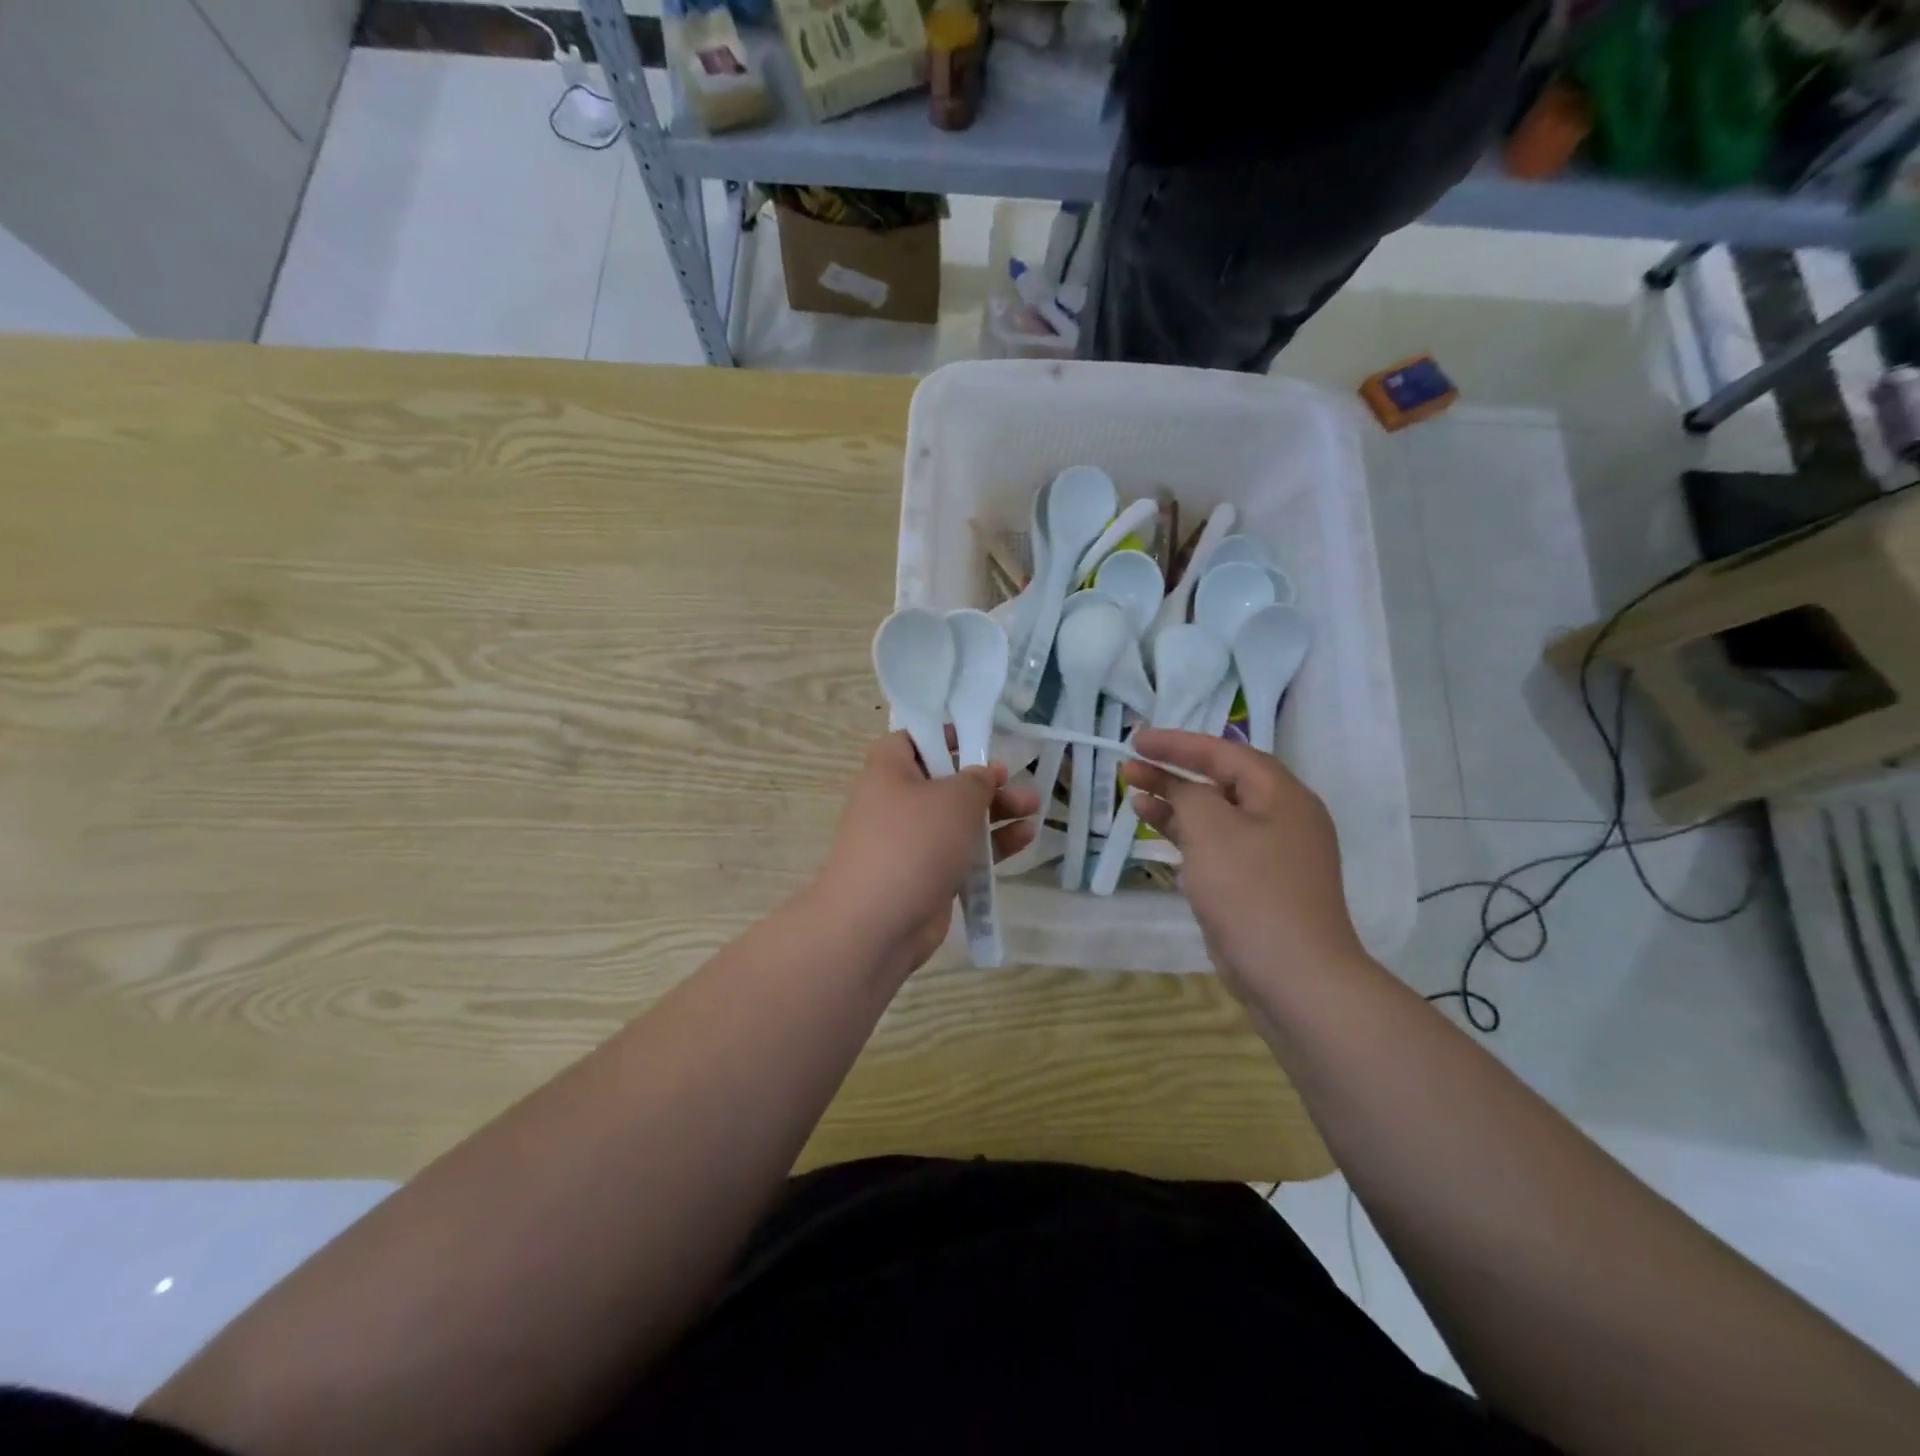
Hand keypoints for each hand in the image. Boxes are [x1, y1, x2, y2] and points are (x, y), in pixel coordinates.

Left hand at [811, 731, 1038, 974]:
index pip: (913, 740)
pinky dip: (990, 845)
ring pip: (957, 819)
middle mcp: (895, 802)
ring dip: (996, 812)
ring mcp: (910, 842)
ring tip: (1034, 808)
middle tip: (1017, 782)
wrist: (876, 924)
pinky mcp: (925, 875)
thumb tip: (984, 775)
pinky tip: (1025, 839)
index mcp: (889, 771)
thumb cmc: (914, 843)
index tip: (979, 740)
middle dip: (985, 781)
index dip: (945, 736)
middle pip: (944, 781)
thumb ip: (978, 780)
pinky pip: (961, 851)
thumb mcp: (955, 798)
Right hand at [1121, 729, 1366, 1002]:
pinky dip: (1185, 834)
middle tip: (1129, 765)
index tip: (1136, 739)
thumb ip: (1191, 796)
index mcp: (1282, 796)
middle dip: (1173, 771)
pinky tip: (1155, 828)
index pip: (1224, 753)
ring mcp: (1269, 853)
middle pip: (1220, 781)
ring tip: (1133, 792)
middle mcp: (1281, 818)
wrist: (1293, 977)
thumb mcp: (1214, 831)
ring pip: (1214, 814)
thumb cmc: (1253, 893)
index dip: (1178, 743)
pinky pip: (1215, 845)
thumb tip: (1182, 790)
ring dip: (1174, 802)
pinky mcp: (1254, 884)